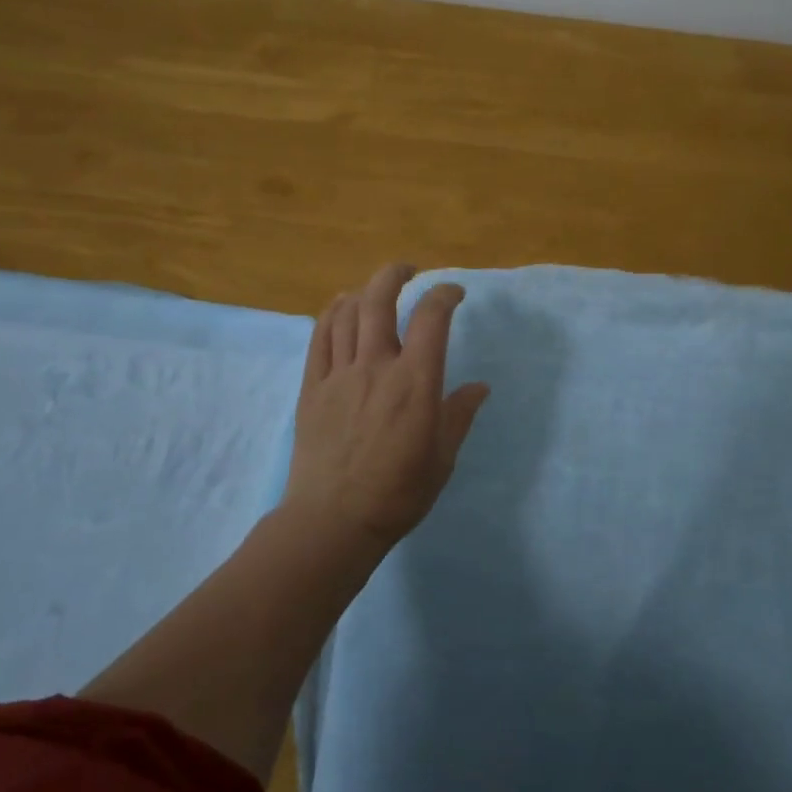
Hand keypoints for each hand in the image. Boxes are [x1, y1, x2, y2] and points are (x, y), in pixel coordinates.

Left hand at [281, 263, 490, 547]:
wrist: (333, 521)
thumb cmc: (397, 494)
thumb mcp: (442, 458)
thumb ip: (459, 415)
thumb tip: (479, 386)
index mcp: (415, 382)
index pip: (431, 318)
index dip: (444, 294)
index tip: (454, 293)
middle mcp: (376, 367)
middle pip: (379, 301)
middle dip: (395, 275)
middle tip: (408, 270)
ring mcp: (339, 375)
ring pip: (346, 314)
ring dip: (363, 291)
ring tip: (374, 289)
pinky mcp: (312, 388)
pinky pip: (319, 338)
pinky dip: (330, 314)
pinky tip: (339, 307)